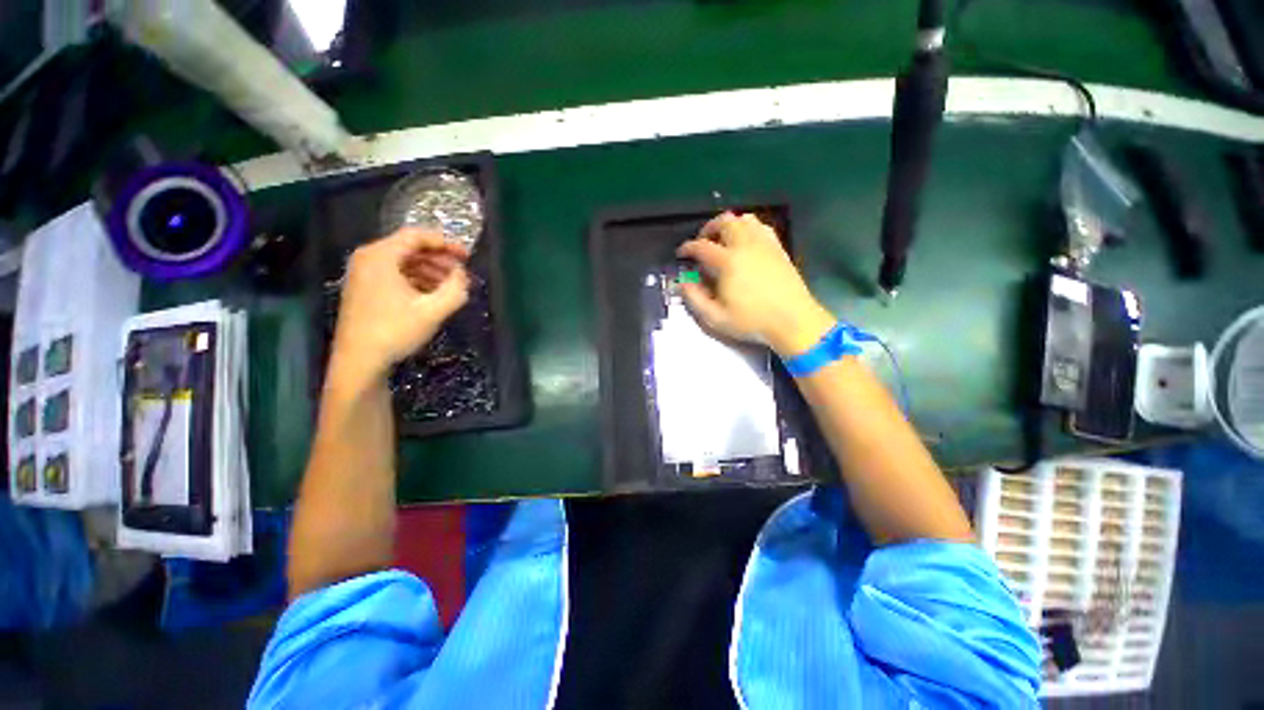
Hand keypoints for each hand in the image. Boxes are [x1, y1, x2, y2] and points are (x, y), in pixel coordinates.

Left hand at [330, 228, 469, 385]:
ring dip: (430, 270)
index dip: (445, 243)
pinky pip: (396, 274)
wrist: (359, 361)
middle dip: (440, 258)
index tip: (467, 256)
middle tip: (462, 272)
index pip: (416, 236)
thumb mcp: (433, 310)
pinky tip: (433, 294)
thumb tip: (462, 275)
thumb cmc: (395, 331)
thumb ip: (455, 289)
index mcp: (380, 256)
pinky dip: (417, 279)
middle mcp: (368, 258)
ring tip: (452, 286)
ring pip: (404, 262)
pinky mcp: (365, 289)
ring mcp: (363, 274)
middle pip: (410, 248)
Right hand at [677, 212, 834, 356]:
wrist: (792, 321)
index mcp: (728, 262)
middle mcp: (745, 245)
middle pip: (724, 222)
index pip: (701, 246)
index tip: (681, 254)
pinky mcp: (778, 248)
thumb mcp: (716, 318)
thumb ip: (695, 299)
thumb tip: (683, 283)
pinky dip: (748, 228)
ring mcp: (764, 244)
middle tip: (702, 243)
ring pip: (744, 219)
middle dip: (708, 229)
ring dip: (729, 225)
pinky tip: (746, 242)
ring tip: (722, 240)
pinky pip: (761, 227)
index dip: (688, 248)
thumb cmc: (752, 321)